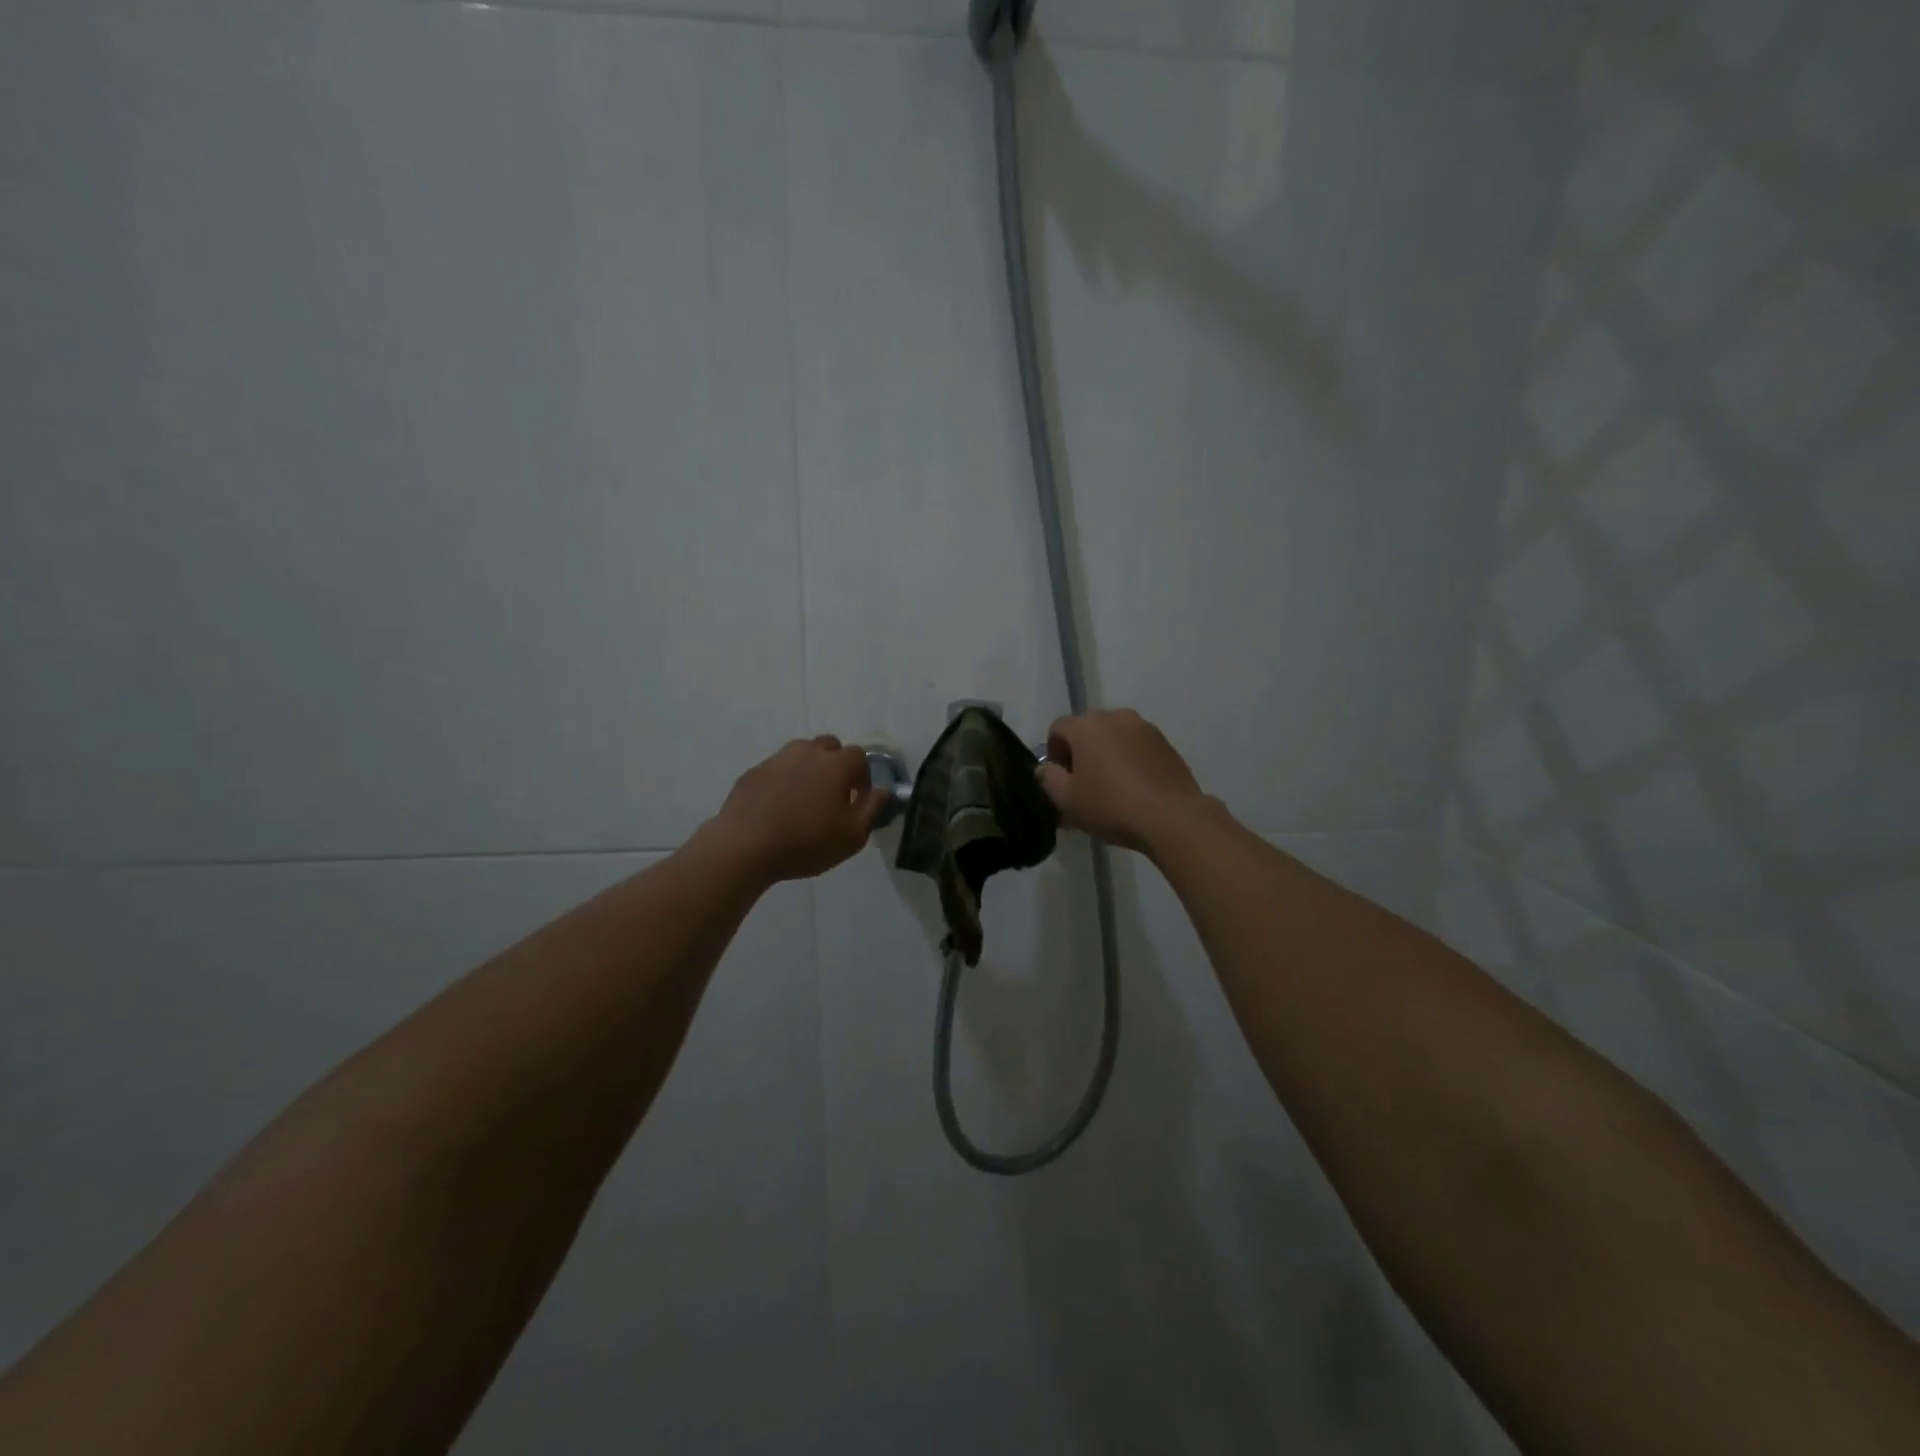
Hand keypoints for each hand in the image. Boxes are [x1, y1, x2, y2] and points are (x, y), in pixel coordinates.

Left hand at [709, 736, 888, 883]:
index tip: (857, 799)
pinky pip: (777, 769)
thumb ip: (872, 809)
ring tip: (805, 799)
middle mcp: (807, 752)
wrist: (745, 847)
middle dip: (836, 764)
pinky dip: (783, 781)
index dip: (862, 776)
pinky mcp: (753, 773)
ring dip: (809, 768)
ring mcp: (776, 759)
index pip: (859, 756)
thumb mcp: (852, 835)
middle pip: (829, 746)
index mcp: (835, 764)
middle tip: (833, 794)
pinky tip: (778, 807)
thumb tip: (883, 791)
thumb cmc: (806, 842)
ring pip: (801, 753)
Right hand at [1036, 709, 1212, 852]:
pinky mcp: (1165, 742)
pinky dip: (1129, 759)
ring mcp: (1144, 727)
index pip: (1057, 728)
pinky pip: (1136, 745)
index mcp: (1086, 726)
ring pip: (1114, 736)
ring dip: (1106, 753)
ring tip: (1111, 785)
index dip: (1053, 752)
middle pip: (1087, 729)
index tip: (1061, 779)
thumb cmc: (1111, 805)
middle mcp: (1115, 716)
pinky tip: (1134, 786)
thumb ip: (1048, 779)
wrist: (1171, 816)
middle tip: (1083, 783)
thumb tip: (1045, 768)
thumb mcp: (1067, 800)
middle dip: (1080, 751)